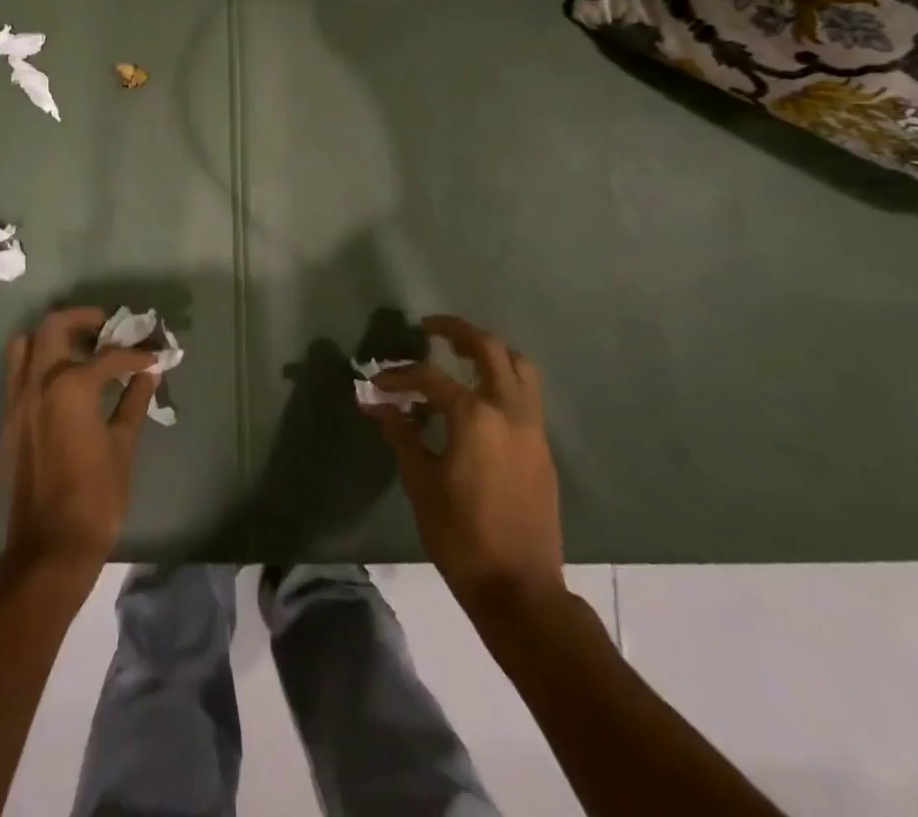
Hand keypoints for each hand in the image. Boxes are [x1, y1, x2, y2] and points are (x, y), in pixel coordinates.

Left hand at [0, 307, 158, 576]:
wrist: (49, 548)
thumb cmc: (95, 497)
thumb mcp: (123, 446)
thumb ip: (133, 403)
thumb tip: (147, 374)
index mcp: (70, 386)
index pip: (108, 356)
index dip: (136, 354)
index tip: (153, 355)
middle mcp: (38, 383)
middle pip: (53, 326)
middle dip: (82, 319)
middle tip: (106, 326)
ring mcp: (17, 401)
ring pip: (25, 345)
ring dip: (52, 337)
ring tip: (79, 348)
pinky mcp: (8, 421)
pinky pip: (17, 374)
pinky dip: (37, 363)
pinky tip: (63, 382)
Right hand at [363, 315, 564, 606]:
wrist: (520, 589)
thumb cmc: (461, 535)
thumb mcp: (420, 482)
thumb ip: (401, 434)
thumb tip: (375, 403)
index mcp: (475, 416)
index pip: (430, 377)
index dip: (400, 375)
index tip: (378, 383)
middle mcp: (508, 410)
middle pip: (489, 349)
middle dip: (457, 331)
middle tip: (430, 328)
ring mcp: (532, 428)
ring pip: (519, 366)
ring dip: (490, 350)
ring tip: (461, 352)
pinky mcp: (542, 447)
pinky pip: (527, 394)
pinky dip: (504, 378)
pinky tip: (480, 397)